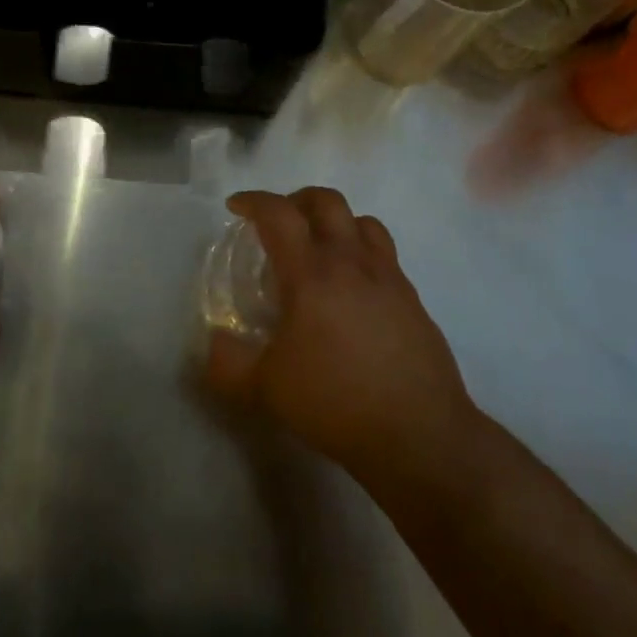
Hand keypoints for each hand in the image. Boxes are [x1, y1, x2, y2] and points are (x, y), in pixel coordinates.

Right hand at [206, 188, 478, 485]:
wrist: (421, 436)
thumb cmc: (336, 403)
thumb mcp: (266, 389)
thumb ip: (228, 363)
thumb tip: (215, 341)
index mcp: (311, 274)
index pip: (279, 214)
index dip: (253, 201)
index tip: (236, 207)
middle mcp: (352, 263)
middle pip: (326, 201)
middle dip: (296, 200)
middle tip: (279, 223)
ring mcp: (389, 278)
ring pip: (363, 221)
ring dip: (335, 221)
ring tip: (319, 248)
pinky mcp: (413, 299)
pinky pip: (385, 255)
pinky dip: (362, 253)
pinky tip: (353, 290)